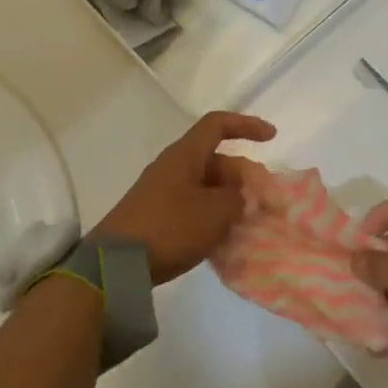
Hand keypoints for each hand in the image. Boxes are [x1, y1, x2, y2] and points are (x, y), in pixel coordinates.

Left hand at [93, 111, 274, 283]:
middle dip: (242, 175)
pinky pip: (192, 204)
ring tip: (247, 221)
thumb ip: (237, 198)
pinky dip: (211, 214)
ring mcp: (161, 191)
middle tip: (262, 200)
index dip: (246, 125)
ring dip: (228, 198)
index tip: (271, 137)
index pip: (218, 125)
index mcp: (185, 154)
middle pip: (214, 159)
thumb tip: (238, 195)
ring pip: (204, 184)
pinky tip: (223, 237)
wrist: (116, 263)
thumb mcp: (215, 212)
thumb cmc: (170, 227)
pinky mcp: (155, 214)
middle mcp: (172, 166)